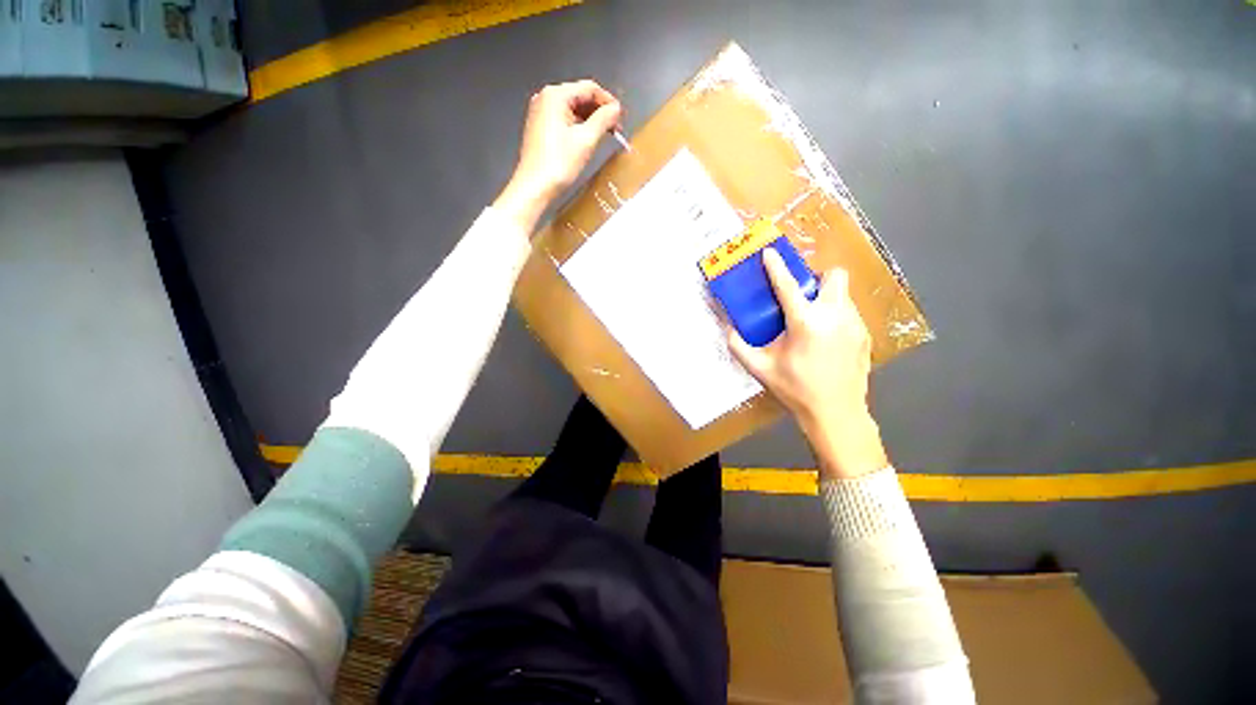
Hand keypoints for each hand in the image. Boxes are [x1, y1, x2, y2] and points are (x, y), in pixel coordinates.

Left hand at [494, 79, 622, 234]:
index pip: (589, 88)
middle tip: (615, 128)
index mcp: (555, 95)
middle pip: (580, 96)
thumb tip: (616, 109)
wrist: (535, 186)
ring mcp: (540, 113)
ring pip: (572, 109)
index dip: (608, 101)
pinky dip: (578, 126)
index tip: (621, 117)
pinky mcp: (540, 127)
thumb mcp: (586, 140)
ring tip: (604, 135)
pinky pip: (564, 119)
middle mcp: (545, 98)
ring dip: (590, 120)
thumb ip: (604, 120)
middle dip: (599, 111)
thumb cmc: (558, 164)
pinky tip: (588, 140)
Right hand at [728, 248, 888, 478]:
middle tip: (804, 296)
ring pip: (843, 295)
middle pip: (834, 276)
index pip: (787, 286)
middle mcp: (834, 316)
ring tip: (814, 322)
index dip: (776, 267)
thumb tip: (728, 330)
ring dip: (827, 300)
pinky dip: (837, 317)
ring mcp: (854, 325)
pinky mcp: (865, 336)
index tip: (770, 252)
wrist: (836, 413)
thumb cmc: (795, 390)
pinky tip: (827, 340)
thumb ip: (739, 347)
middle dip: (819, 278)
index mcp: (805, 322)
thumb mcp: (761, 369)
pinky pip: (850, 314)